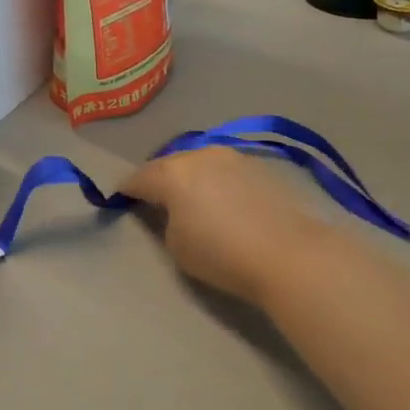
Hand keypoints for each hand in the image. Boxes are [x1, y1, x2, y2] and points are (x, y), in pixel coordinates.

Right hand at [123, 148, 324, 306]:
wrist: (289, 253)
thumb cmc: (222, 254)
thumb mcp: (176, 245)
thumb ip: (165, 221)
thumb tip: (173, 210)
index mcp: (172, 173)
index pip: (138, 178)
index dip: (126, 190)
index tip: (120, 200)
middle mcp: (200, 155)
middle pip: (169, 164)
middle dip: (159, 179)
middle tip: (155, 199)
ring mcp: (233, 157)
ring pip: (200, 163)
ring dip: (190, 177)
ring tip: (191, 198)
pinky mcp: (260, 166)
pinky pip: (225, 170)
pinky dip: (217, 181)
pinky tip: (223, 200)